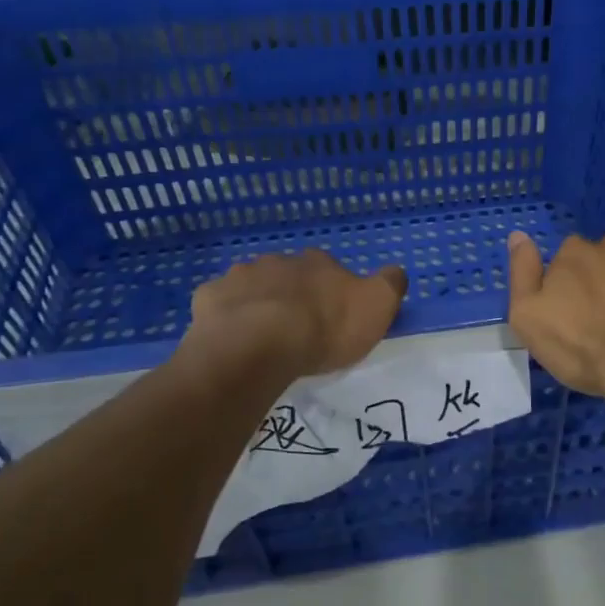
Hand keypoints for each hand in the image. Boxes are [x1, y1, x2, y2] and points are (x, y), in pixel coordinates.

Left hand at [189, 250, 406, 378]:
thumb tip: (395, 271)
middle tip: (296, 327)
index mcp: (319, 262)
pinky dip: (225, 316)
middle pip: (289, 274)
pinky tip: (230, 338)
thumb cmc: (324, 328)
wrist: (258, 345)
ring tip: (261, 335)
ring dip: (258, 302)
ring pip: (252, 285)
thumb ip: (390, 285)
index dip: (332, 290)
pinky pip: (220, 304)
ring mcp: (240, 276)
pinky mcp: (209, 298)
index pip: (330, 268)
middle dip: (292, 294)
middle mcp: (279, 260)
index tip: (332, 316)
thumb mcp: (377, 307)